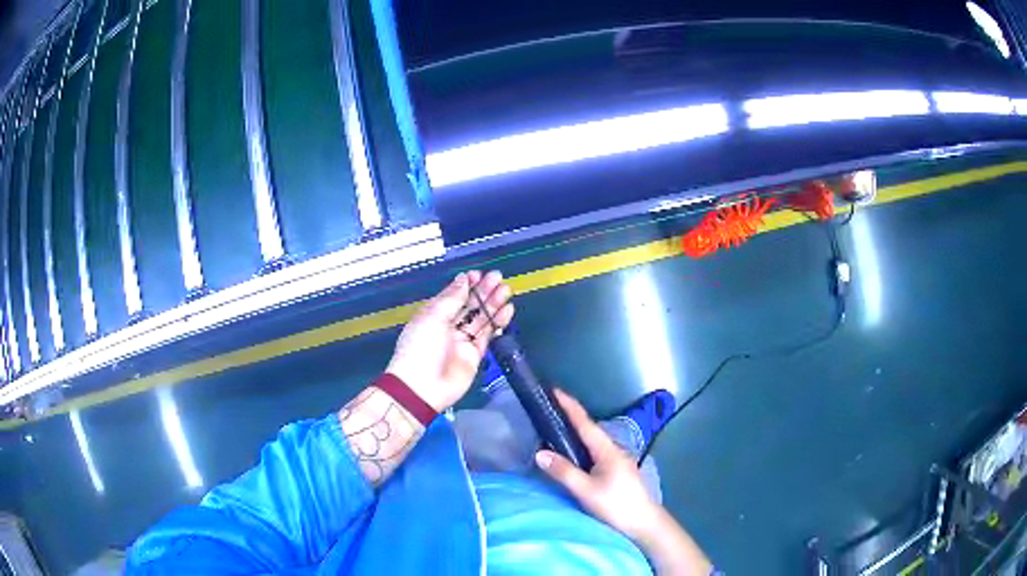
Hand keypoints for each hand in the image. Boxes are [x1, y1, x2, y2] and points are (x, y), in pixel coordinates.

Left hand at [386, 271, 513, 411]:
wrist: (423, 386)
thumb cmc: (422, 347)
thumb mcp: (433, 317)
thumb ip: (452, 298)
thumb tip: (464, 279)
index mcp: (434, 314)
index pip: (453, 295)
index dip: (466, 284)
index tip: (479, 274)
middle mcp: (449, 325)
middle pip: (470, 305)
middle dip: (483, 291)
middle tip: (498, 277)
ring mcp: (463, 340)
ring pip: (481, 318)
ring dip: (493, 304)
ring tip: (506, 290)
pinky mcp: (475, 354)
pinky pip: (488, 335)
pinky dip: (497, 322)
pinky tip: (507, 310)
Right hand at [535, 389, 660, 541]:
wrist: (643, 523)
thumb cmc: (616, 504)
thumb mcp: (586, 490)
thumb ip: (564, 472)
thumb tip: (539, 453)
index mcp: (606, 449)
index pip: (585, 422)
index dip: (569, 405)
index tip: (553, 390)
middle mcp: (613, 449)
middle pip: (588, 429)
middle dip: (569, 417)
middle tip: (547, 410)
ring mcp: (616, 460)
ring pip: (591, 442)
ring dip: (574, 433)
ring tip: (554, 428)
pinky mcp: (616, 471)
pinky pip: (594, 452)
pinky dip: (580, 447)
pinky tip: (571, 454)